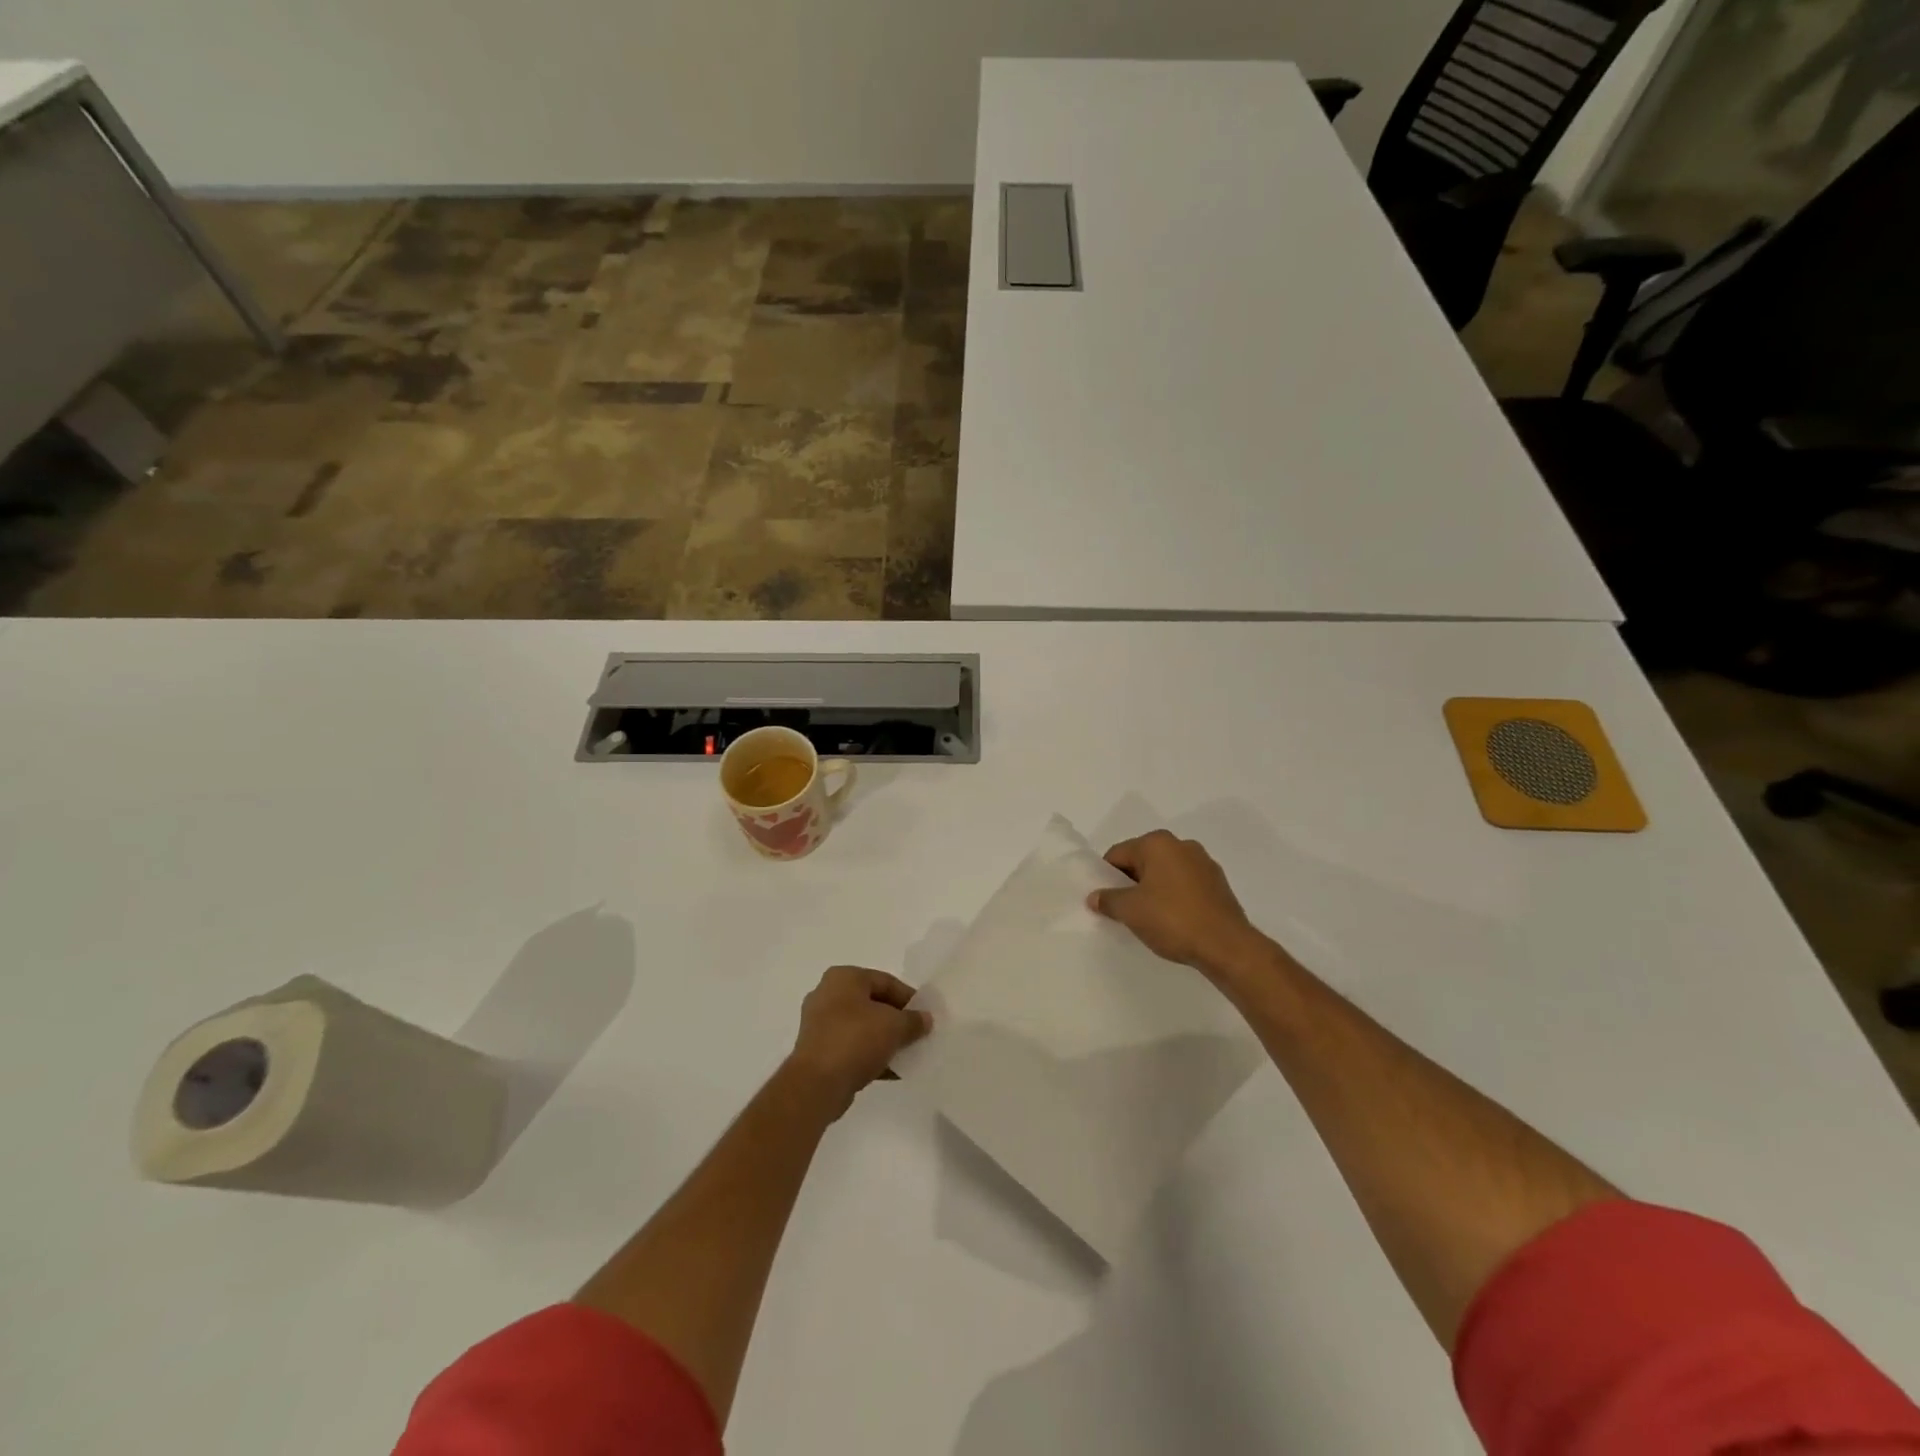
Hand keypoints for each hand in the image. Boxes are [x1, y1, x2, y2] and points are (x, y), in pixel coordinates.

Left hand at [785, 966, 932, 1119]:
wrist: (816, 1085)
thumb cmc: (855, 1040)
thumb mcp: (894, 1026)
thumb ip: (913, 1020)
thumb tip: (925, 1019)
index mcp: (843, 977)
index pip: (885, 981)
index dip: (909, 998)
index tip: (925, 1016)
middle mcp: (828, 995)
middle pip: (873, 1003)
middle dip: (897, 1020)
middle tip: (917, 1034)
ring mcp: (820, 1024)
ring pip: (862, 1027)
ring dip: (885, 1040)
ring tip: (908, 1054)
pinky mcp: (818, 1051)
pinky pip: (851, 1047)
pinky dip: (871, 1055)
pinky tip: (892, 1071)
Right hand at [1088, 830, 1269, 978]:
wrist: (1227, 946)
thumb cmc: (1172, 919)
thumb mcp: (1130, 911)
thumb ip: (1108, 900)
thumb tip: (1095, 897)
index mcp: (1157, 843)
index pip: (1118, 854)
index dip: (1106, 878)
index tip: (1105, 902)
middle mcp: (1181, 845)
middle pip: (1142, 861)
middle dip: (1130, 884)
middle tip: (1124, 912)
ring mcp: (1204, 863)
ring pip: (1165, 874)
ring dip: (1153, 891)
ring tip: (1150, 920)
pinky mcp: (1218, 884)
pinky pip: (1185, 886)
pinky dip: (1174, 899)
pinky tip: (1174, 922)